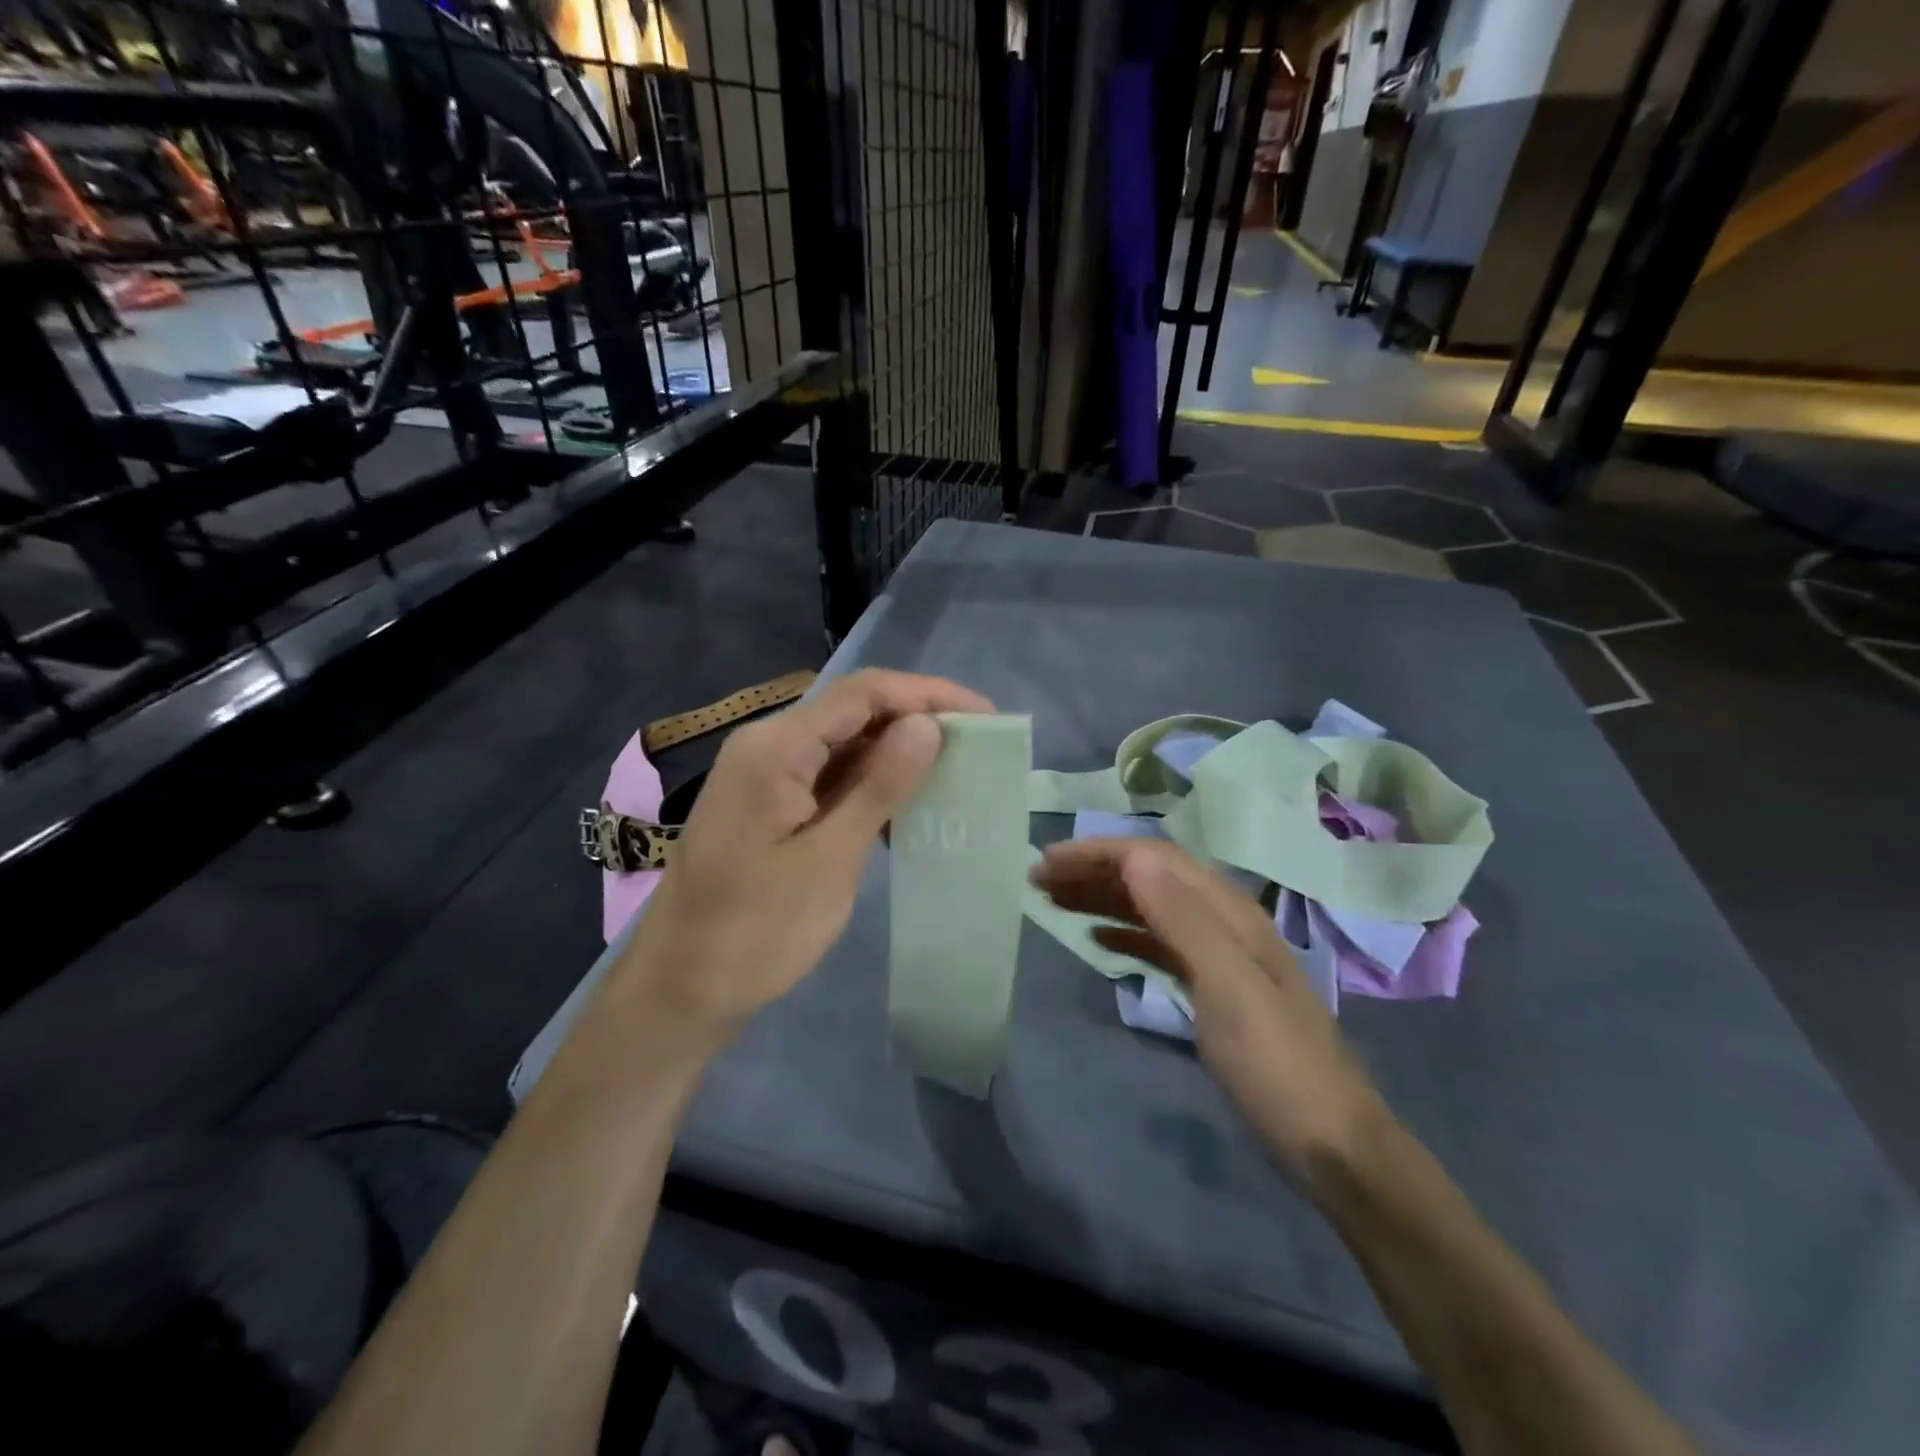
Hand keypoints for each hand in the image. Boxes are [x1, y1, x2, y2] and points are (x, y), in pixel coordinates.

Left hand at [618, 669, 992, 1035]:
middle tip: (977, 749)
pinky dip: (871, 788)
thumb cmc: (755, 930)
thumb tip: (927, 724)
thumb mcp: (829, 859)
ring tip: (954, 777)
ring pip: (845, 745)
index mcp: (775, 747)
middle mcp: (768, 746)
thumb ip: (879, 786)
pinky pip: (830, 778)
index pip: (863, 693)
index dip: (928, 694)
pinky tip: (907, 813)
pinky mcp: (771, 805)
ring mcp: (766, 775)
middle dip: (917, 722)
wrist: (681, 989)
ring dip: (898, 756)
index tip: (985, 718)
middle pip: (854, 711)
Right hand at [1031, 838, 1390, 1182]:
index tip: (1047, 863)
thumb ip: (1183, 919)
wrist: (1331, 1143)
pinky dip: (1124, 932)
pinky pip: (1159, 942)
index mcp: (1229, 912)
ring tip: (1054, 902)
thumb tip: (1135, 858)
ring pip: (1151, 907)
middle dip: (1093, 871)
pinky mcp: (1214, 986)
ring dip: (1103, 898)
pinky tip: (1098, 939)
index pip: (1154, 859)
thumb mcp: (1228, 988)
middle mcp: (1224, 921)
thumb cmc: (1276, 1065)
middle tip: (1038, 881)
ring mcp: (1220, 954)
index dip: (1098, 853)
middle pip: (1150, 876)